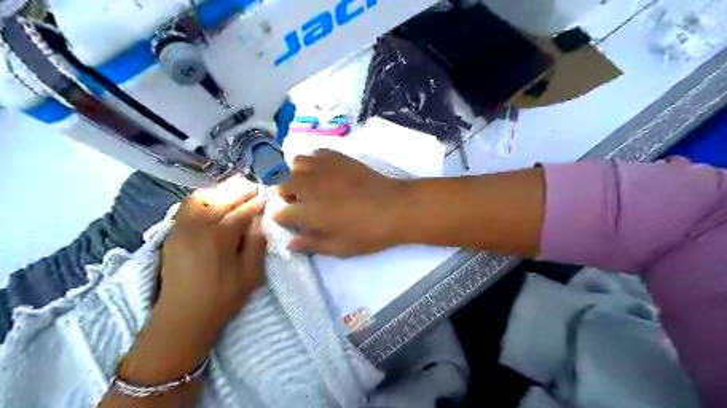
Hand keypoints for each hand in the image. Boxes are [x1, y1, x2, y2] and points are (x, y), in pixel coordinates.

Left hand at [156, 175, 266, 343]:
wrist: (182, 317)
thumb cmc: (222, 298)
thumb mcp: (250, 275)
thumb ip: (256, 244)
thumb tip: (258, 220)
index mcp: (219, 240)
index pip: (240, 213)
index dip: (255, 204)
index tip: (265, 198)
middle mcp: (197, 229)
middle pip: (218, 199)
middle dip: (238, 190)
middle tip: (252, 187)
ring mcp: (181, 229)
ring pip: (199, 199)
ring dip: (219, 191)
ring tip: (234, 190)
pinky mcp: (172, 234)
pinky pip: (186, 206)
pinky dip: (201, 198)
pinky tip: (213, 201)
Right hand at [272, 150, 407, 258]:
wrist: (396, 208)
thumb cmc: (368, 233)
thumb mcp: (340, 248)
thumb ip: (312, 244)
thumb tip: (291, 243)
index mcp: (310, 212)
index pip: (282, 213)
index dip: (284, 219)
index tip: (292, 223)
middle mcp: (311, 186)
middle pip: (283, 183)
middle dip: (285, 193)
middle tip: (300, 203)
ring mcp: (325, 169)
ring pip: (296, 163)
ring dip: (296, 174)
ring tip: (310, 185)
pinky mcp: (339, 158)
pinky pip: (316, 153)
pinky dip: (314, 161)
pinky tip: (324, 172)